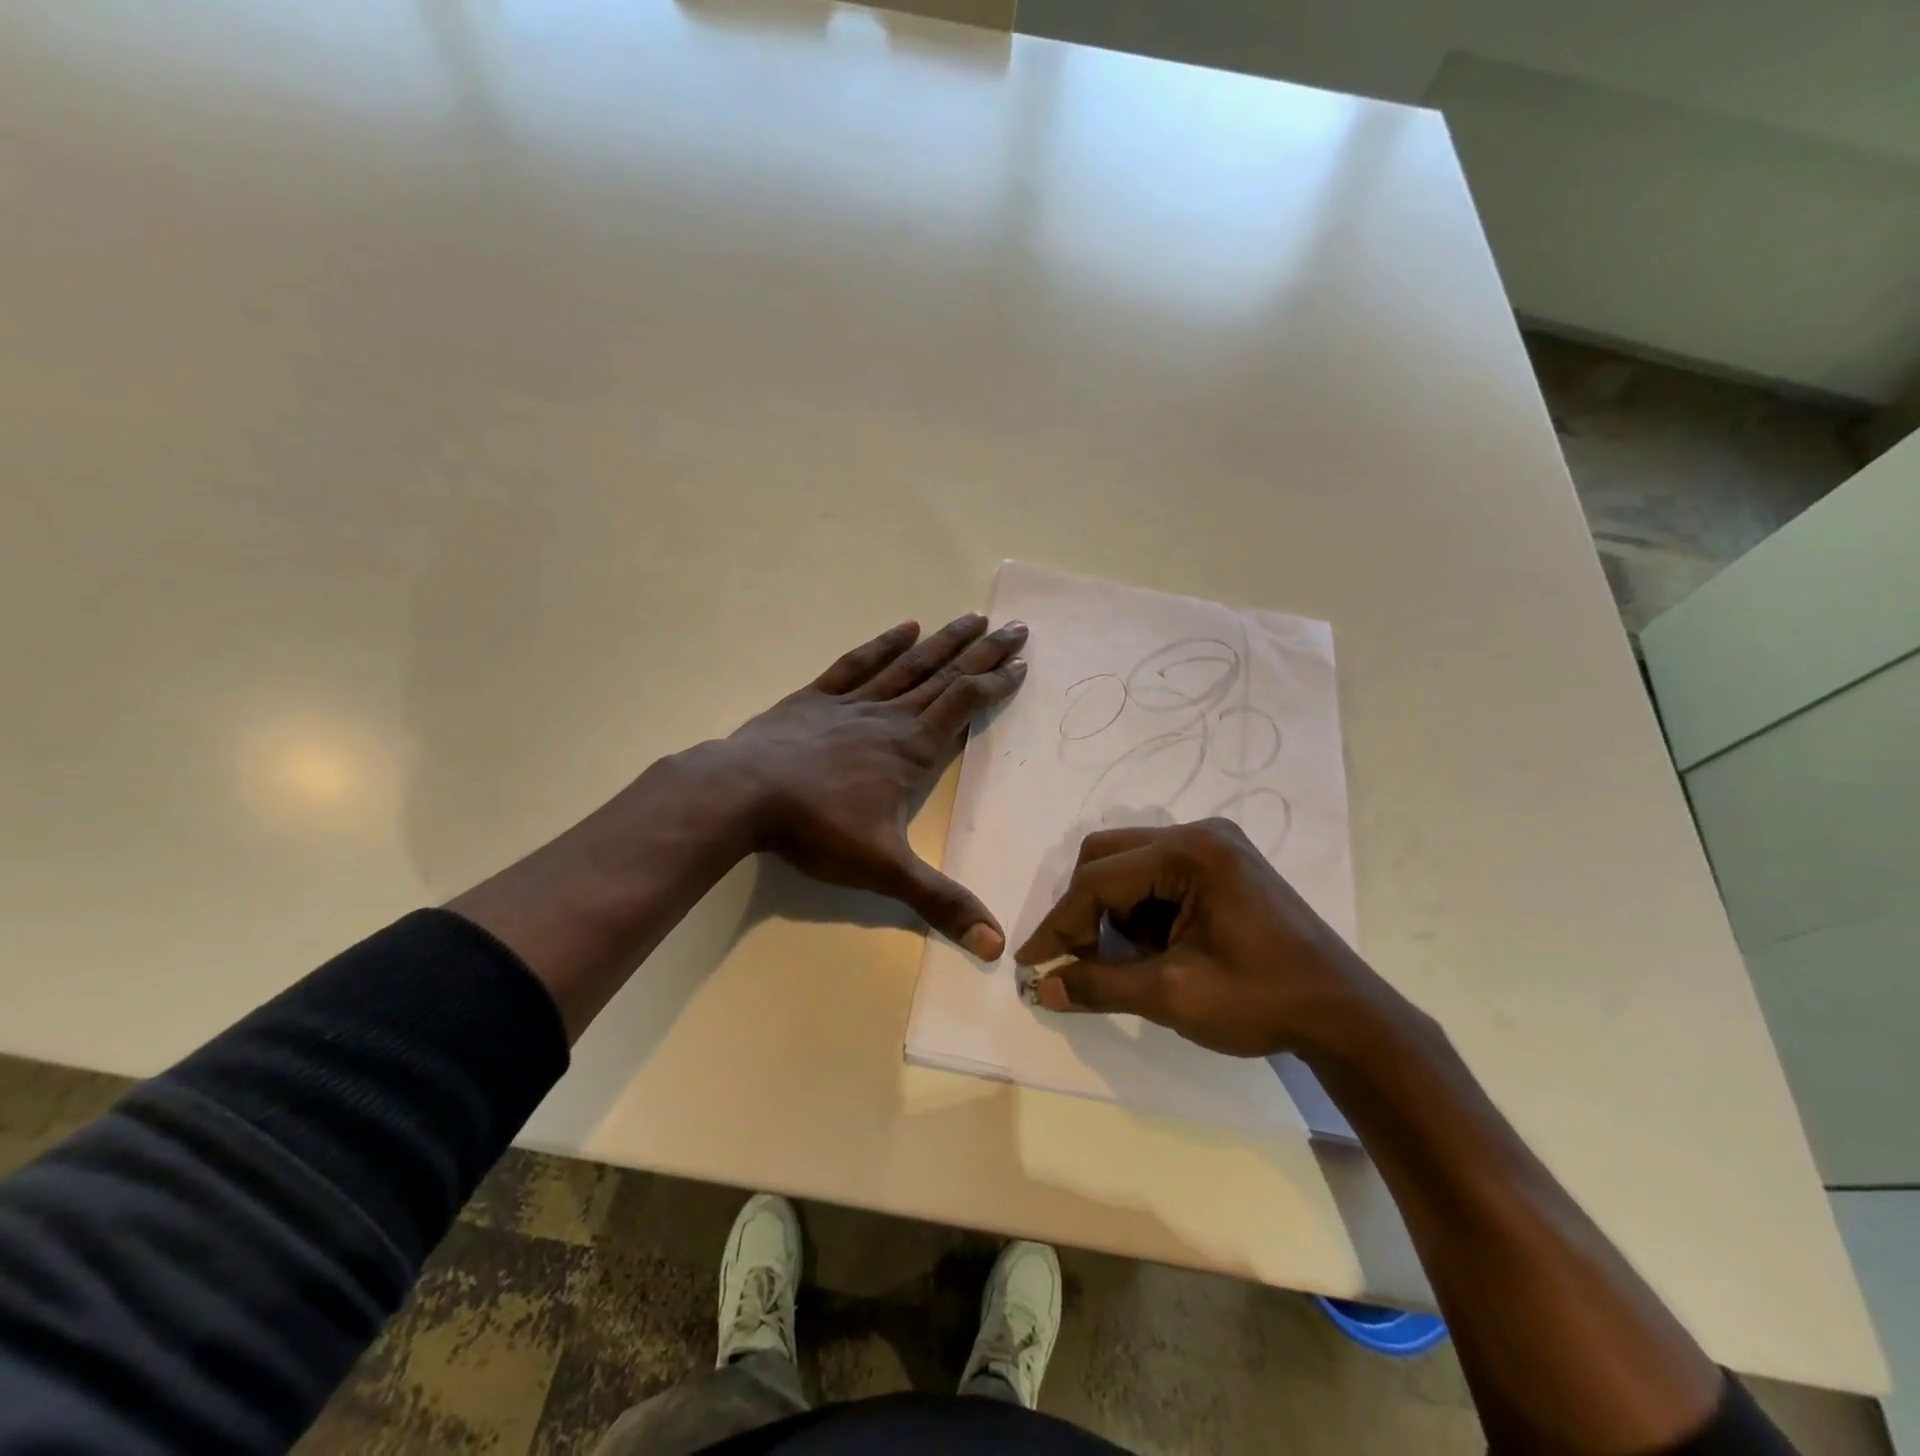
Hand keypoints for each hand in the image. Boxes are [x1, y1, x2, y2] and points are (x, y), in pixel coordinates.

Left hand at [718, 613, 1028, 956]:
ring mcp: (851, 703)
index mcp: (911, 749)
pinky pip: (857, 664)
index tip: (1021, 663)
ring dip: (942, 641)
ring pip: (907, 664)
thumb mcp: (884, 870)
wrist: (742, 794)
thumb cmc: (817, 828)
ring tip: (971, 617)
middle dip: (982, 652)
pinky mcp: (815, 698)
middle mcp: (889, 717)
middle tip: (1015, 626)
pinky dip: (883, 645)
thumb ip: (940, 903)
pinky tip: (904, 627)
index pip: (964, 706)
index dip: (995, 684)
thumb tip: (996, 945)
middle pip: (945, 676)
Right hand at [1014, 819, 1387, 1056]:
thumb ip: (1100, 985)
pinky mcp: (1224, 863)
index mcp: (1191, 853)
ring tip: (1132, 960)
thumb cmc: (1261, 1001)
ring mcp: (1216, 844)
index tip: (1031, 962)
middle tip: (1083, 959)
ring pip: (1130, 864)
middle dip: (1086, 910)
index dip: (1060, 923)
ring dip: (1115, 911)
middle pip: (1109, 856)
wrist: (1345, 1015)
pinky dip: (1143, 909)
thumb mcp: (1172, 995)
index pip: (1099, 879)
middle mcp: (1200, 833)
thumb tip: (1043, 987)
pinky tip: (1160, 947)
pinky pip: (1158, 874)